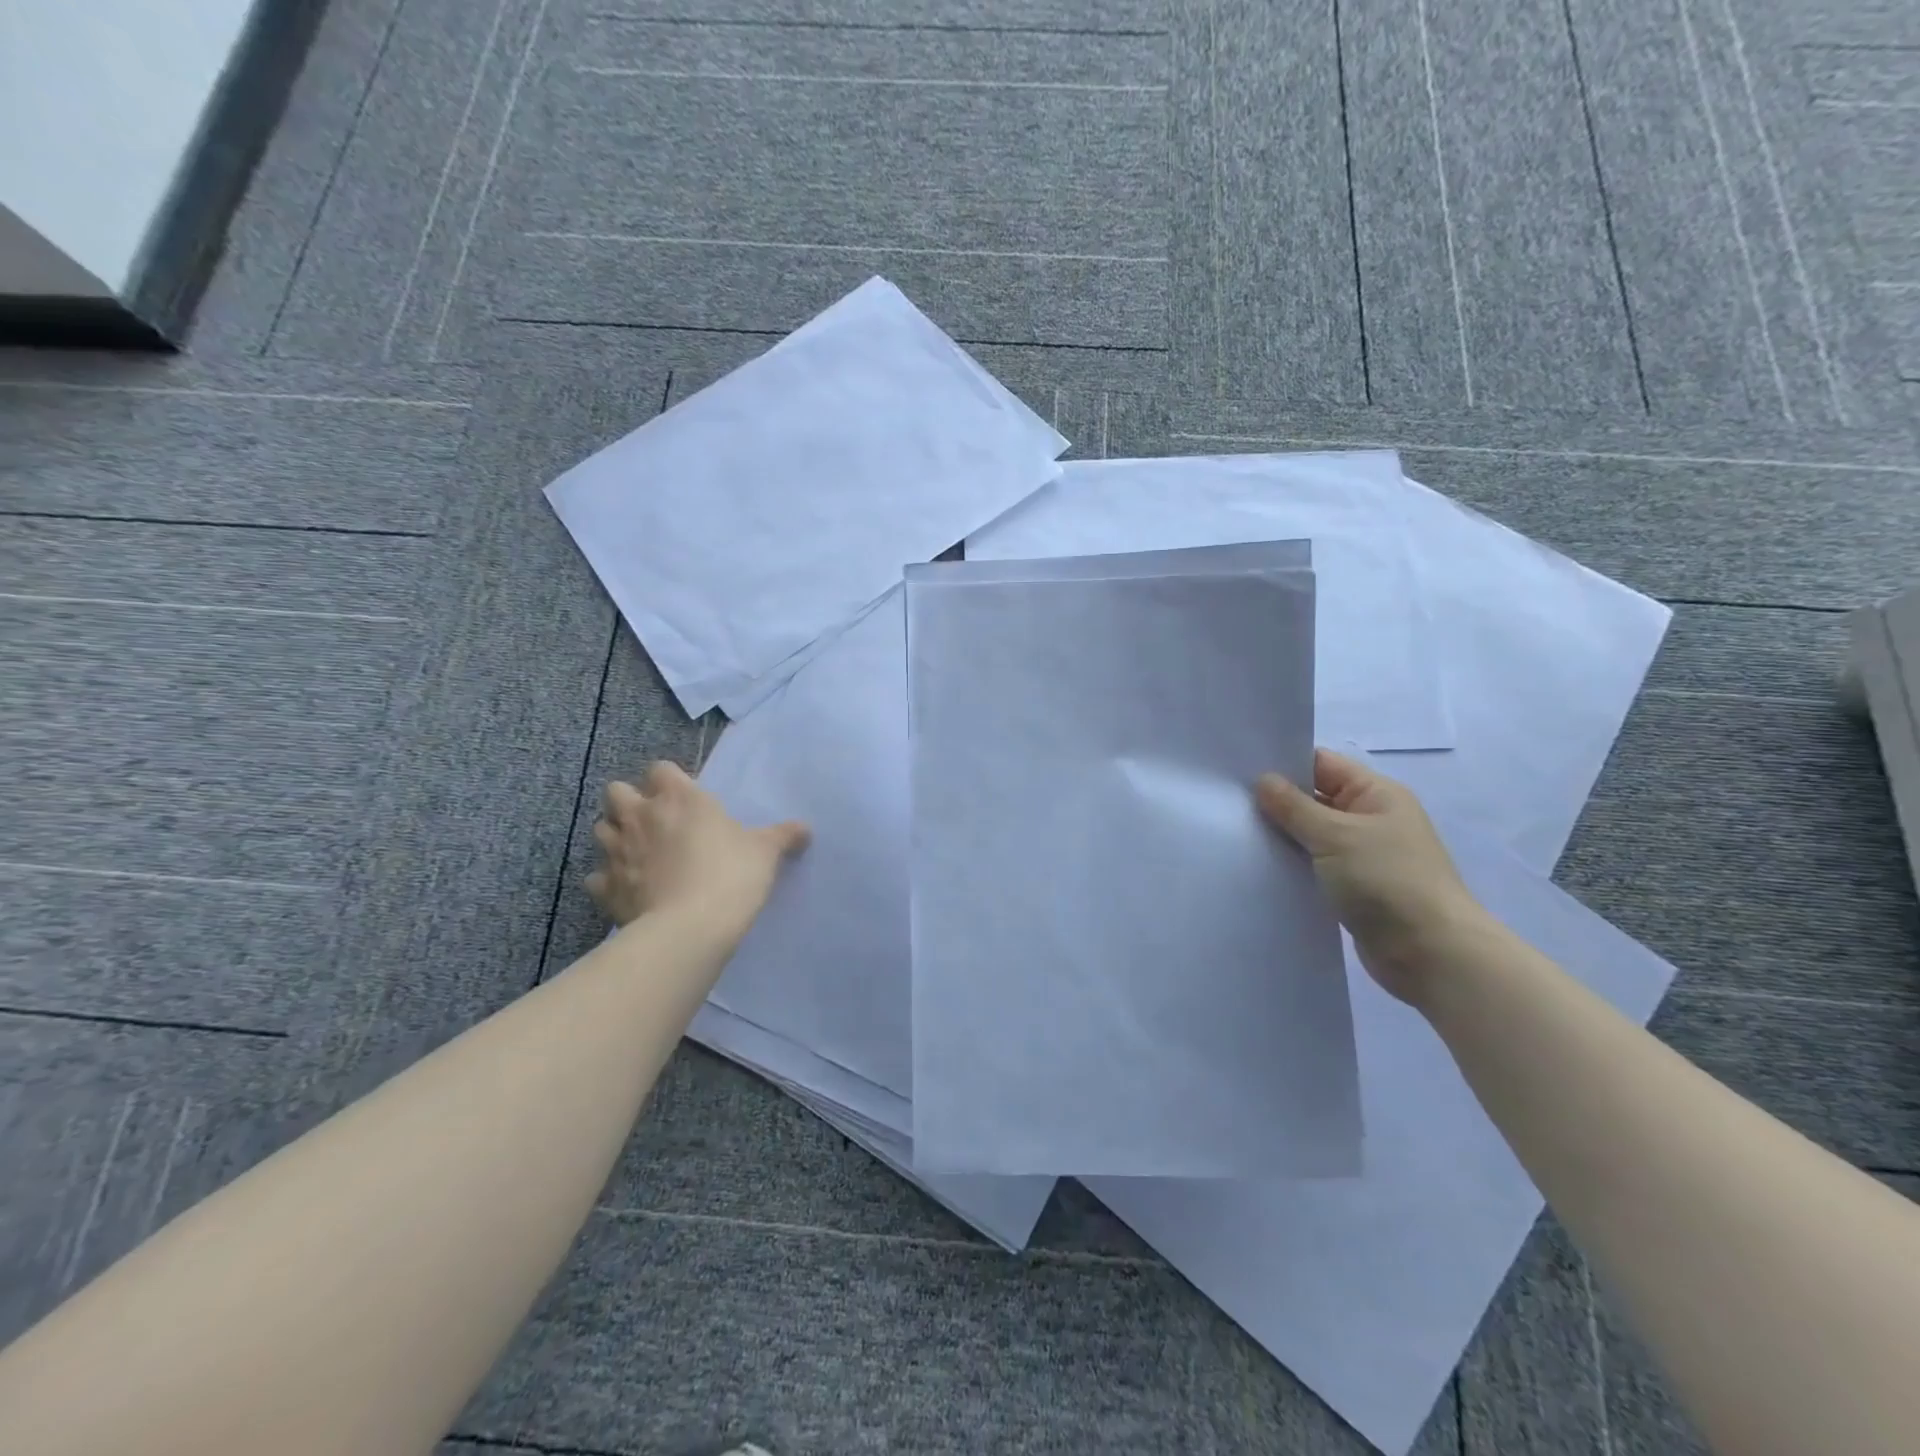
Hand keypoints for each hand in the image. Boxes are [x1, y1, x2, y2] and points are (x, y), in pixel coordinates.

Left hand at [586, 761, 808, 937]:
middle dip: (629, 801)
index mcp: (679, 797)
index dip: (670, 780)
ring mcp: (617, 852)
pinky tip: (628, 890)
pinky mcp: (605, 888)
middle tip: (655, 821)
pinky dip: (608, 880)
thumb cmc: (730, 875)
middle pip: (616, 791)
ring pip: (600, 829)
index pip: (661, 769)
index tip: (686, 798)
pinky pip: (597, 877)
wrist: (689, 929)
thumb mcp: (765, 852)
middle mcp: (640, 816)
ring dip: (615, 836)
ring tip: (638, 853)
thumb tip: (805, 828)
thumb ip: (783, 836)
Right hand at [1256, 749, 1483, 1003]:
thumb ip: (1294, 807)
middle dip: (1276, 801)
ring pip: (1311, 834)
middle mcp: (1370, 819)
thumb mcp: (1335, 836)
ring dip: (1281, 835)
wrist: (1431, 955)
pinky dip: (1291, 864)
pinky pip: (1314, 865)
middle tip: (1227, 802)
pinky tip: (1258, 865)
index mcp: (1376, 794)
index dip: (1283, 764)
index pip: (1322, 764)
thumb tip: (1263, 780)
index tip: (1239, 769)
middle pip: (1314, 798)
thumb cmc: (1387, 881)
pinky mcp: (1352, 887)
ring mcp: (1362, 854)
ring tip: (1234, 832)